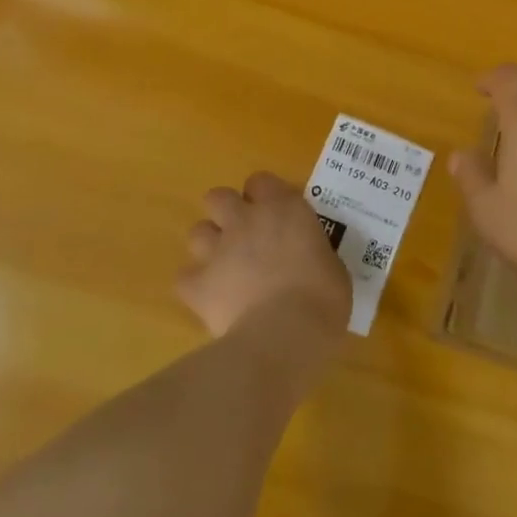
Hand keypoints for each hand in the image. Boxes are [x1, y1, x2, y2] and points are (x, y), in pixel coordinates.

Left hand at [177, 172, 350, 348]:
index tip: (274, 214)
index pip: (261, 181)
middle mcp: (246, 220)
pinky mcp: (198, 286)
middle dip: (226, 213)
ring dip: (209, 246)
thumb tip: (308, 260)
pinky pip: (185, 279)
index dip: (263, 195)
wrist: (284, 335)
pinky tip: (210, 300)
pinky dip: (195, 287)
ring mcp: (218, 251)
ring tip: (225, 267)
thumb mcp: (331, 264)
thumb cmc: (322, 297)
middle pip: (218, 197)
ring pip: (197, 232)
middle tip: (243, 235)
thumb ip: (312, 251)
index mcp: (284, 208)